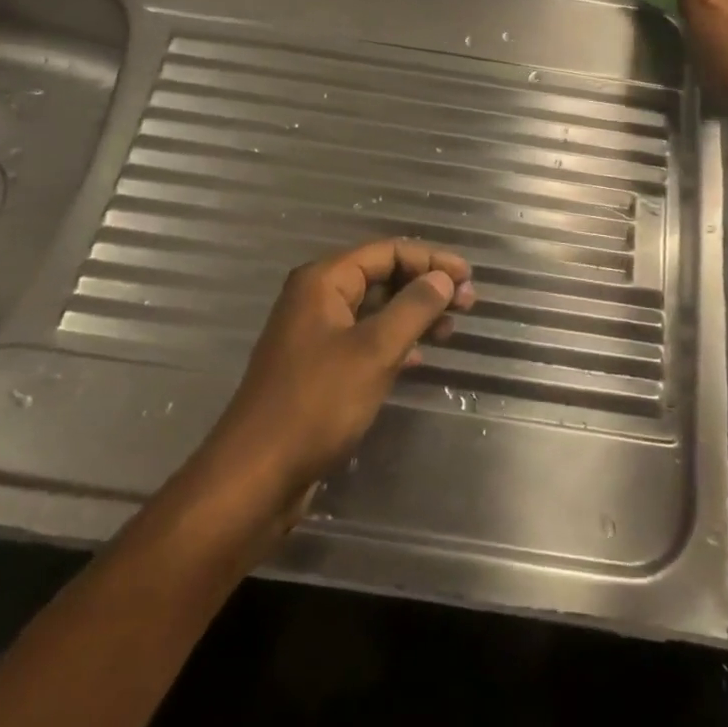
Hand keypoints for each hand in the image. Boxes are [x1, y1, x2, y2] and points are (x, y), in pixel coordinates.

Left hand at [199, 239, 473, 519]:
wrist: (258, 475)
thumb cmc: (317, 402)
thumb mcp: (374, 350)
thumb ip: (414, 307)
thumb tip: (444, 277)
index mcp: (323, 281)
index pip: (387, 252)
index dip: (431, 260)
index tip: (469, 277)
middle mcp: (317, 299)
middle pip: (381, 277)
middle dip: (425, 287)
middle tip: (468, 303)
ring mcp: (316, 335)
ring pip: (375, 311)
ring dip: (414, 316)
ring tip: (451, 330)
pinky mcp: (319, 369)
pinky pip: (365, 341)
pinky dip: (395, 343)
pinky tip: (420, 359)